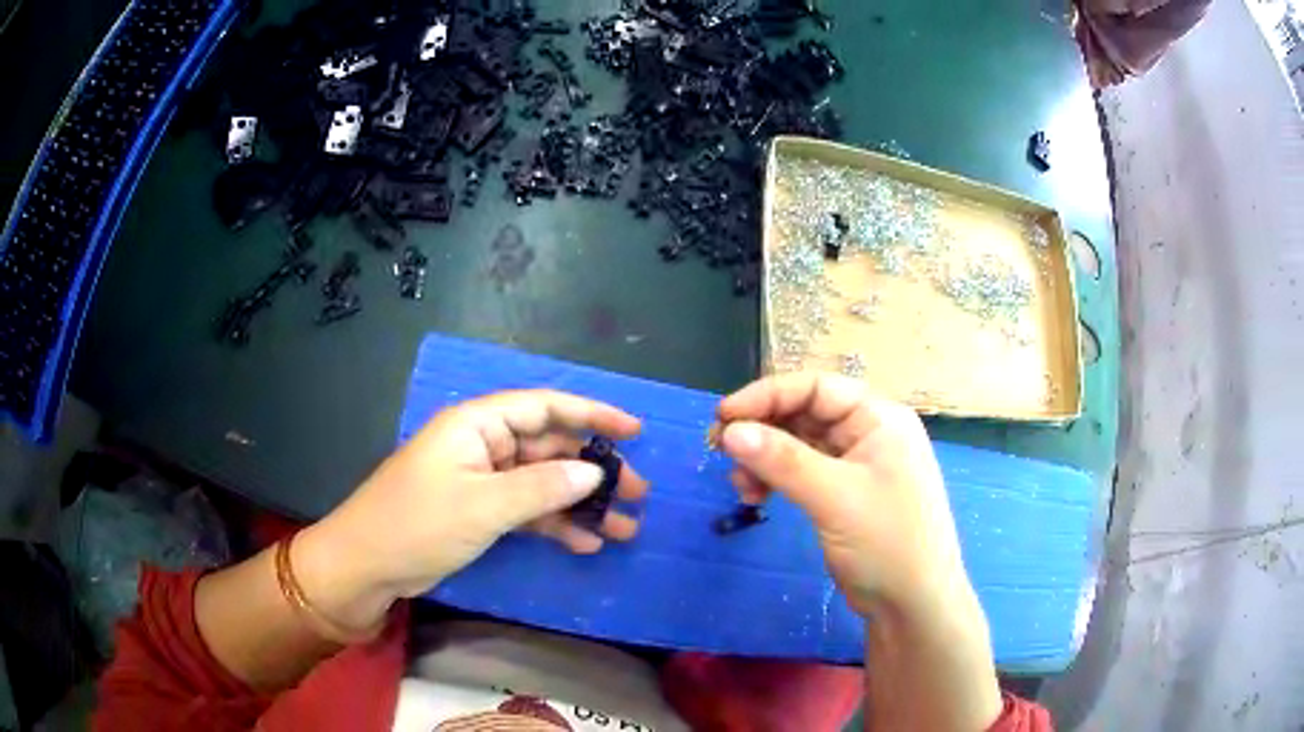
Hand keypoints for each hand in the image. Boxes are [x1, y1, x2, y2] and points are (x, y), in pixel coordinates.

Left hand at [296, 390, 647, 629]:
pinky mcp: (480, 512)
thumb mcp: (483, 506)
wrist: (366, 567)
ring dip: (581, 504)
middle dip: (594, 469)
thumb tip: (594, 472)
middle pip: (549, 447)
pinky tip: (585, 543)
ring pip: (543, 483)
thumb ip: (541, 487)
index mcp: (477, 424)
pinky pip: (527, 511)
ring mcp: (482, 481)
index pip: (544, 406)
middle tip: (638, 492)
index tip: (634, 431)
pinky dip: (555, 525)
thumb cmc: (417, 524)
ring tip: (623, 527)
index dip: (592, 414)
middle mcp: (483, 445)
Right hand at [717, 374, 1002, 730]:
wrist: (913, 605)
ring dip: (765, 459)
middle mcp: (869, 433)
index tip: (723, 416)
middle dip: (763, 431)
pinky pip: (803, 472)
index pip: (817, 388)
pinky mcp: (844, 494)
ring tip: (741, 487)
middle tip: (721, 452)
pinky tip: (757, 498)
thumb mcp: (834, 498)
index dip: (768, 395)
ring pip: (799, 445)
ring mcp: (857, 465)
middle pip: (805, 414)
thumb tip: (729, 431)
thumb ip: (783, 461)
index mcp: (879, 418)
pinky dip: (777, 480)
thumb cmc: (887, 543)